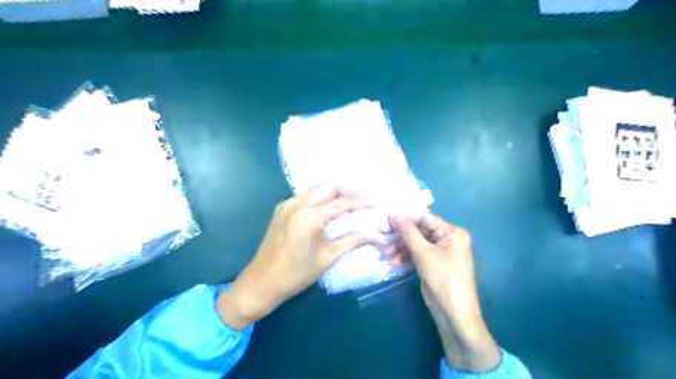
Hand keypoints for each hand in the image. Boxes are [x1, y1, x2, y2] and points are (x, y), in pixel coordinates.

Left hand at [218, 186, 385, 329]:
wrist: (261, 282)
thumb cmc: (296, 274)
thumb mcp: (328, 257)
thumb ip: (353, 241)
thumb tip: (377, 236)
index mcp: (310, 216)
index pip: (342, 203)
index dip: (361, 201)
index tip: (376, 202)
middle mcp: (297, 203)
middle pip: (328, 186)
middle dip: (348, 190)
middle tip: (363, 200)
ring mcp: (287, 204)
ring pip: (316, 187)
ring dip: (334, 191)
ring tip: (349, 201)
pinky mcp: (282, 209)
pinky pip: (305, 194)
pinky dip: (320, 195)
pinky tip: (328, 206)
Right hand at [391, 215, 500, 370]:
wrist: (453, 312)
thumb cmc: (442, 278)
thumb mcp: (423, 253)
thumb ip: (409, 232)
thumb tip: (395, 214)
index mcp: (452, 232)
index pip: (426, 218)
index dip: (406, 218)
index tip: (388, 220)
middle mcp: (448, 239)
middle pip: (420, 231)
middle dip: (401, 237)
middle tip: (384, 238)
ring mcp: (441, 251)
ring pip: (416, 243)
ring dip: (401, 248)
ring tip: (387, 255)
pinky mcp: (434, 262)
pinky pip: (417, 253)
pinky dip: (406, 257)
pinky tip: (394, 262)